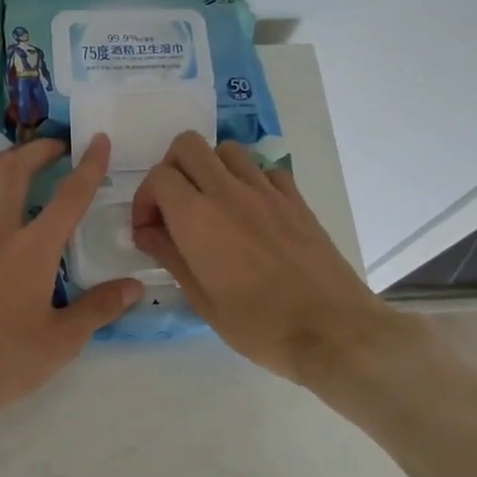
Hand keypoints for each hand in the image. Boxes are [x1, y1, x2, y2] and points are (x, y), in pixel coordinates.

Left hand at [0, 136, 141, 450]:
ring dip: (1, 165)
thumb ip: (99, 308)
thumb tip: (134, 286)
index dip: (88, 165)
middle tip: (57, 147)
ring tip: (18, 161)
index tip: (98, 140)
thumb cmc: (5, 362)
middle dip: (37, 151)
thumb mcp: (62, 341)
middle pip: (14, 173)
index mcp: (33, 250)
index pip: (68, 197)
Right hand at [130, 133, 417, 385]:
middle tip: (174, 207)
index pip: (158, 177)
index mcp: (197, 217)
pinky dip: (249, 180)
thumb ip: (169, 255)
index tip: (149, 230)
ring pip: (226, 150)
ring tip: (211, 205)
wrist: (331, 330)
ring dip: (210, 169)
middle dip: (171, 169)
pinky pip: (264, 170)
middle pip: (187, 146)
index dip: (145, 200)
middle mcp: (228, 191)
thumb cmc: (258, 324)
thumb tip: (147, 232)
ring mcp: (266, 191)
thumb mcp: (201, 299)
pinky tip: (250, 212)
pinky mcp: (296, 199)